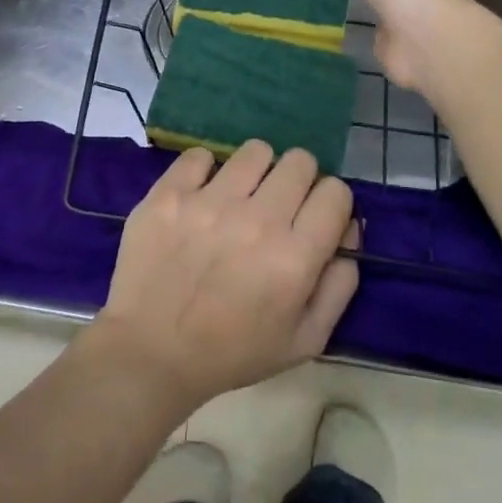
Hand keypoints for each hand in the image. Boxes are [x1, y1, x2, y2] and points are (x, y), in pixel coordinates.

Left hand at [92, 142, 359, 414]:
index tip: (315, 217)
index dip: (330, 203)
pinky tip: (201, 195)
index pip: (335, 192)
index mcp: (295, 258)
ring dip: (256, 170)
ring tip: (239, 196)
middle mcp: (257, 221)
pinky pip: (201, 155)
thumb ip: (339, 284)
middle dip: (298, 180)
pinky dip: (205, 171)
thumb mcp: (305, 340)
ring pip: (255, 151)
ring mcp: (210, 202)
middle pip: (300, 161)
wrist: (151, 351)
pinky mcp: (170, 194)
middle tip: (278, 204)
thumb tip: (349, 230)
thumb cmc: (233, 351)